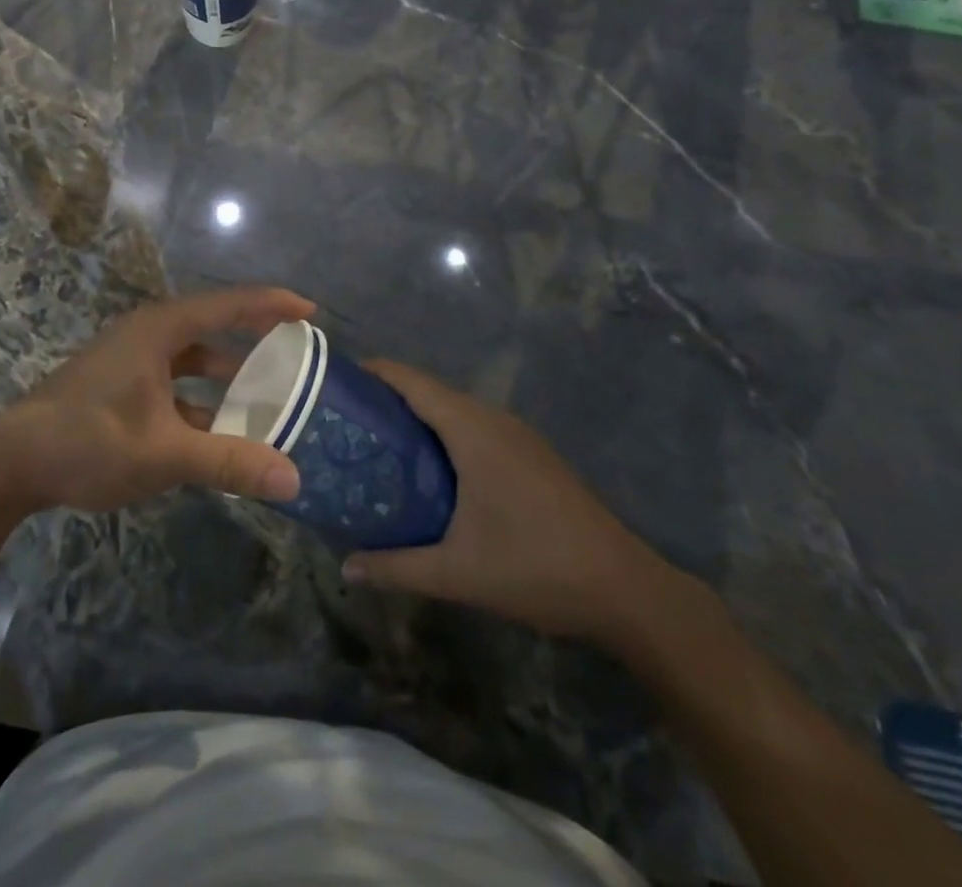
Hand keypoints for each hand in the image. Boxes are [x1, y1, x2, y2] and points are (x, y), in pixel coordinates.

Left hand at [0, 288, 314, 515]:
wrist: (10, 462)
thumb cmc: (88, 442)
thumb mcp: (163, 454)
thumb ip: (228, 463)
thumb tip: (293, 478)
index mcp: (160, 330)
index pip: (228, 305)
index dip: (272, 304)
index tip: (310, 310)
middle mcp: (148, 335)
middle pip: (213, 326)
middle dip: (255, 336)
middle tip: (296, 351)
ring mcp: (131, 360)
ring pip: (193, 359)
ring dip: (227, 375)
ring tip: (267, 396)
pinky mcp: (120, 386)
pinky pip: (175, 383)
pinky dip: (201, 400)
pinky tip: (220, 432)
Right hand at [341, 360, 681, 646]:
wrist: (625, 589)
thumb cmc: (535, 567)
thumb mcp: (458, 573)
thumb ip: (397, 567)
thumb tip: (346, 568)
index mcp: (473, 430)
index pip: (412, 382)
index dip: (374, 373)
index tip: (336, 381)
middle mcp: (494, 420)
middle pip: (431, 392)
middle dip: (388, 399)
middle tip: (346, 422)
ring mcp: (518, 436)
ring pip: (455, 411)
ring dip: (418, 418)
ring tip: (378, 444)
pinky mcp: (531, 455)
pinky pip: (475, 428)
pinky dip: (444, 434)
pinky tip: (430, 470)